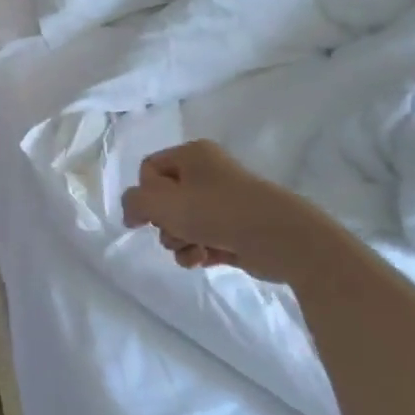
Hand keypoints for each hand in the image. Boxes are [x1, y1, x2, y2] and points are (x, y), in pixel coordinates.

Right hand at [122, 140, 336, 280]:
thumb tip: (132, 214)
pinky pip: (203, 239)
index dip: (144, 194)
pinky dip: (198, 251)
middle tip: (175, 232)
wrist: (281, 238)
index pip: (149, 170)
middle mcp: (208, 173)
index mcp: (192, 154)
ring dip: (179, 241)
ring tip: (193, 250)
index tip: (149, 216)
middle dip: (164, 223)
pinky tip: (203, 259)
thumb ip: (134, 203)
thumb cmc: (216, 211)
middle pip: (165, 199)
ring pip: (183, 223)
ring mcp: (225, 202)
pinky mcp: (237, 230)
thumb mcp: (162, 203)